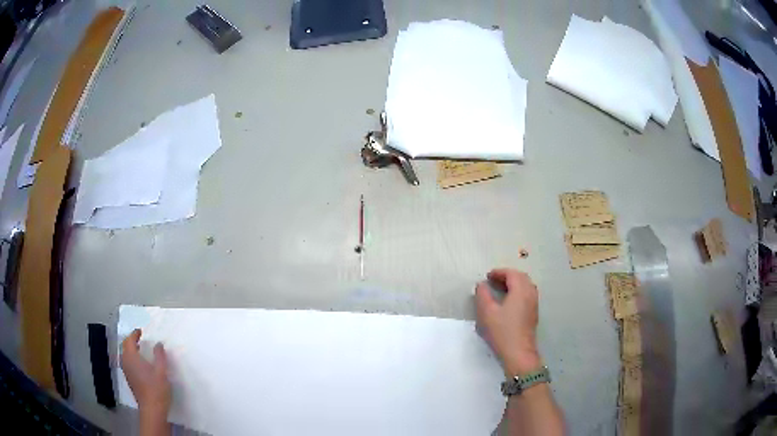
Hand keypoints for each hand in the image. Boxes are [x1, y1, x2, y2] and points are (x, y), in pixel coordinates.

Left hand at [121, 329, 170, 421]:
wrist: (152, 409)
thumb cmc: (156, 388)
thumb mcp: (162, 371)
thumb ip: (160, 355)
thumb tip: (158, 344)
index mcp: (132, 357)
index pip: (130, 340)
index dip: (135, 334)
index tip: (141, 331)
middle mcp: (126, 362)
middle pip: (125, 347)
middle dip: (131, 341)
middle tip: (140, 339)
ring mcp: (126, 371)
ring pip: (125, 355)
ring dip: (131, 350)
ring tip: (141, 351)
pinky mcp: (129, 379)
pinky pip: (127, 363)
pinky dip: (132, 359)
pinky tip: (141, 365)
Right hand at [475, 269, 541, 376]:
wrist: (519, 354)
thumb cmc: (502, 332)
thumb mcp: (487, 313)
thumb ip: (483, 295)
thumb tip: (482, 284)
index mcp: (521, 290)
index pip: (512, 274)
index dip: (499, 272)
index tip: (487, 276)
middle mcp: (530, 294)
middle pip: (521, 278)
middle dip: (507, 276)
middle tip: (493, 281)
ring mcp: (534, 305)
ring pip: (526, 286)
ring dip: (514, 284)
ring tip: (500, 290)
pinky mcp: (533, 314)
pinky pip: (527, 295)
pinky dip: (518, 292)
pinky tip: (508, 302)